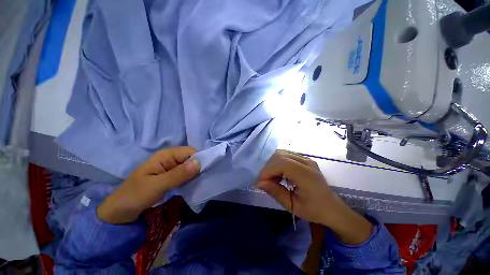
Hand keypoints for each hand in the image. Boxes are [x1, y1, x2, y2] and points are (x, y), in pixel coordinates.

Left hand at [97, 147, 199, 223]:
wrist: (119, 212)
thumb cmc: (134, 196)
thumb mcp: (156, 186)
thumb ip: (178, 174)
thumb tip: (199, 163)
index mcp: (166, 155)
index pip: (190, 151)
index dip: (199, 160)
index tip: (204, 172)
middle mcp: (170, 158)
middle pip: (191, 158)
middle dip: (198, 167)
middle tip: (202, 180)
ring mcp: (171, 167)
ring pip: (190, 166)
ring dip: (196, 174)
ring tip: (200, 183)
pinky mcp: (172, 176)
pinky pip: (186, 174)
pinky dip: (191, 179)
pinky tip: (194, 185)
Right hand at [257, 150, 372, 243]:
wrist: (333, 208)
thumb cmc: (315, 210)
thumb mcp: (293, 206)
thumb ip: (276, 192)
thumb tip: (259, 183)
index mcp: (306, 175)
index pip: (282, 163)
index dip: (268, 170)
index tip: (261, 181)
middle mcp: (307, 162)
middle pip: (280, 155)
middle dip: (268, 166)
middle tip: (265, 180)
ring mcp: (307, 159)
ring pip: (282, 153)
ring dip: (273, 163)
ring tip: (272, 177)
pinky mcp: (305, 159)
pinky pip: (287, 155)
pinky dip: (278, 162)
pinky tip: (279, 173)